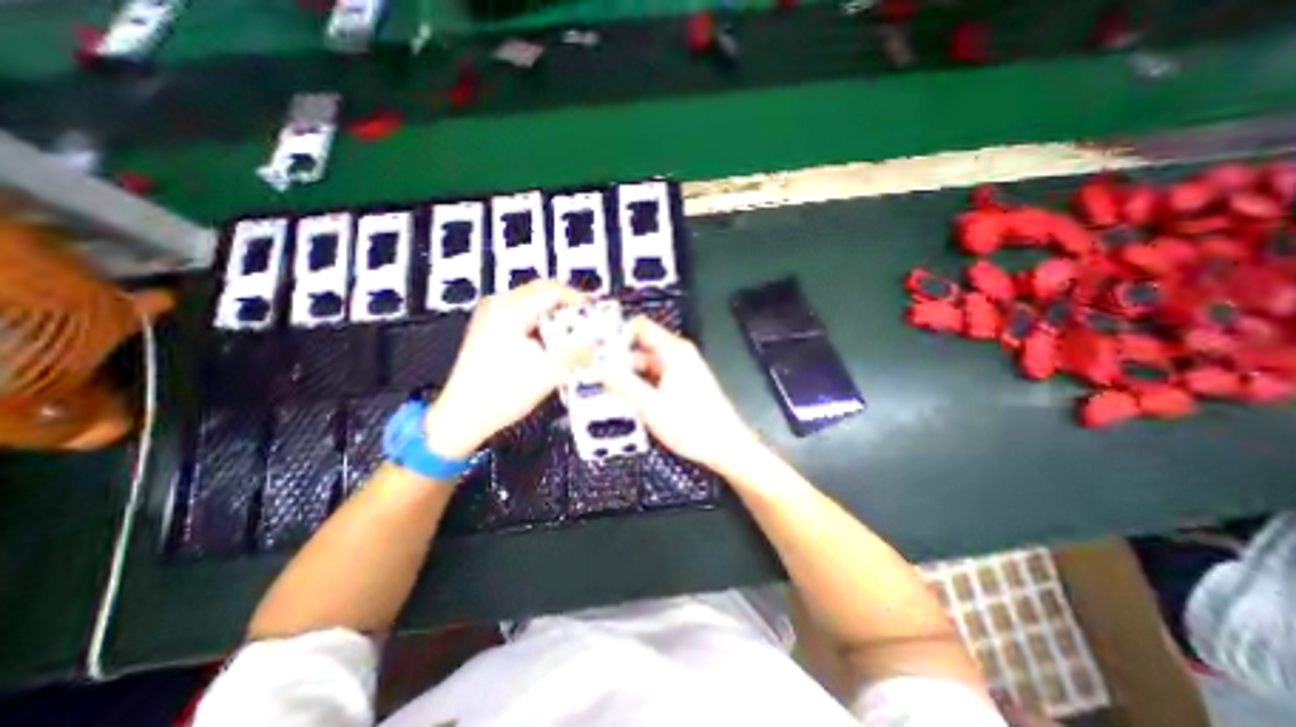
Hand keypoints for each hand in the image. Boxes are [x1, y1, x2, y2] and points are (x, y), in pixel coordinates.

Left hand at [426, 282, 589, 456]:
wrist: (464, 415)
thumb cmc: (499, 394)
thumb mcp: (548, 371)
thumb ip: (578, 350)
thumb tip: (598, 337)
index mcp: (510, 310)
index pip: (554, 290)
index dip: (580, 301)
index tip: (597, 314)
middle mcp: (499, 306)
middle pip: (544, 293)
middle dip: (569, 308)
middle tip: (588, 326)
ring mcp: (492, 316)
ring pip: (535, 304)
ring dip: (557, 317)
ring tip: (572, 338)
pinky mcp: (491, 328)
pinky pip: (525, 316)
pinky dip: (543, 325)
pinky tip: (551, 344)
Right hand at [600, 318, 760, 475]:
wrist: (726, 448)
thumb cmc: (695, 427)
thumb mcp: (651, 406)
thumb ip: (622, 384)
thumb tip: (597, 364)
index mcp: (674, 351)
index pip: (639, 327)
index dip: (615, 334)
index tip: (594, 349)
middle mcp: (677, 355)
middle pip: (639, 347)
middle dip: (615, 359)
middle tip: (591, 373)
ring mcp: (679, 370)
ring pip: (644, 364)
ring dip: (625, 375)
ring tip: (602, 389)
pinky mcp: (680, 384)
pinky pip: (652, 377)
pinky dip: (637, 385)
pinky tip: (624, 400)